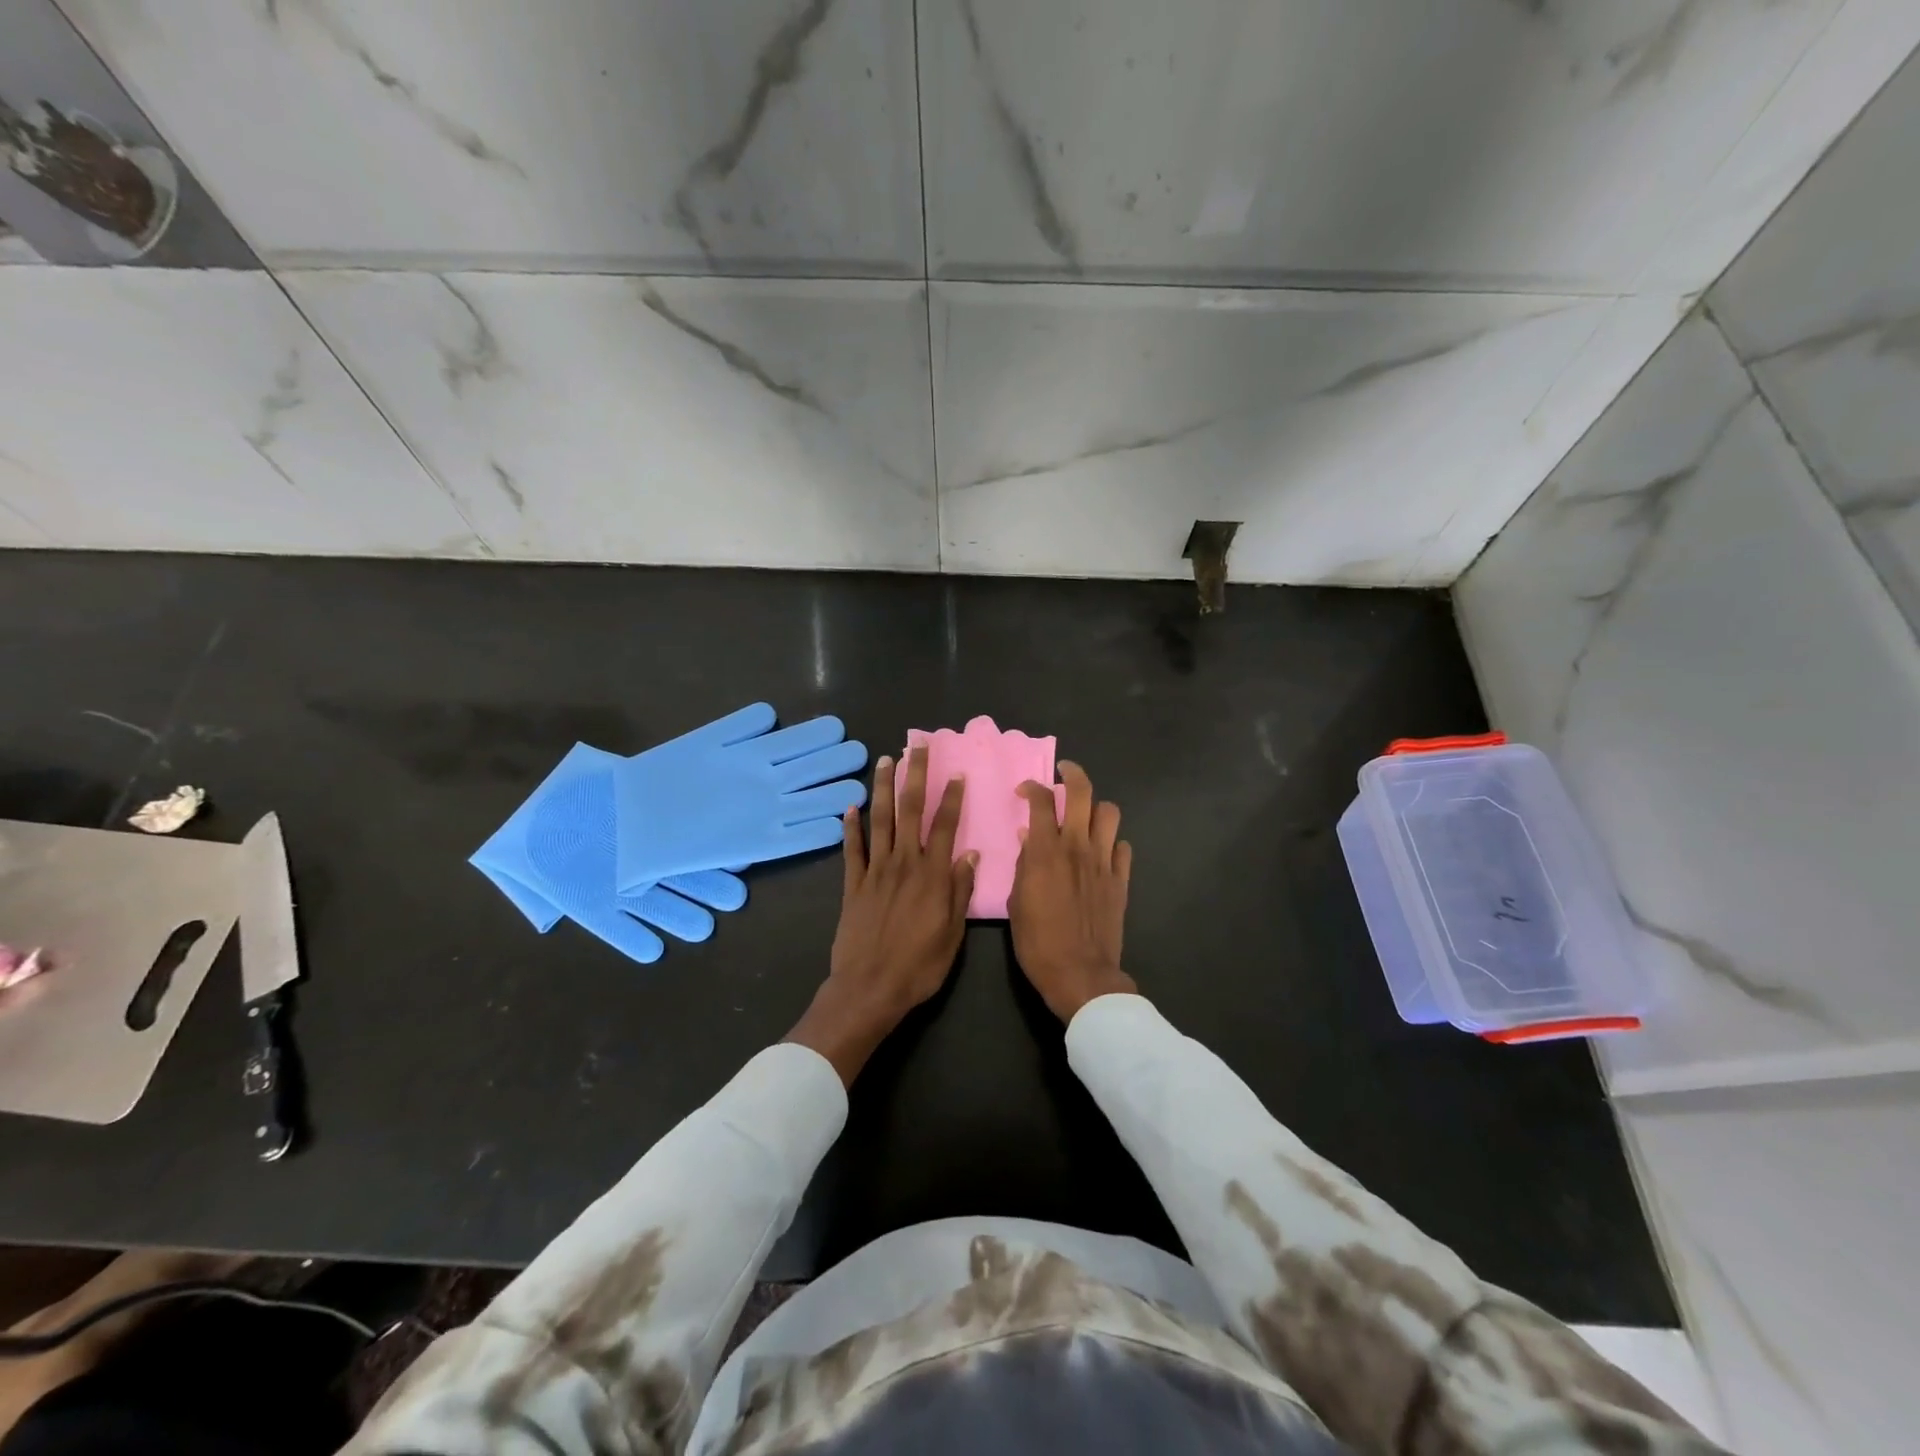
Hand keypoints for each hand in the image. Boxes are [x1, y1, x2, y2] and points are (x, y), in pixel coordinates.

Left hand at [787, 746, 975, 1084]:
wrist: (870, 988)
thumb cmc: (920, 965)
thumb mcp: (952, 933)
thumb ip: (959, 890)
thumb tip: (970, 853)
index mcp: (932, 875)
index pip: (944, 825)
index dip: (951, 797)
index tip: (955, 772)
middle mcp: (904, 864)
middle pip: (910, 811)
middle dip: (914, 776)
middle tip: (916, 747)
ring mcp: (875, 872)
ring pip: (880, 821)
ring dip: (882, 789)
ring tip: (885, 761)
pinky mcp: (852, 885)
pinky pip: (852, 849)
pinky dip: (851, 827)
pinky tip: (849, 806)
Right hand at [1009, 761, 1135, 1021]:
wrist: (1080, 974)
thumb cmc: (1037, 941)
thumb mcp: (1016, 902)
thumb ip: (1023, 865)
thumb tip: (1028, 839)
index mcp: (1046, 851)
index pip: (1043, 801)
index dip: (1033, 787)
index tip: (1025, 791)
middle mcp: (1078, 847)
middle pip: (1083, 793)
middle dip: (1072, 774)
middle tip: (1064, 772)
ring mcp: (1104, 862)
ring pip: (1109, 813)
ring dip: (1096, 808)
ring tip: (1085, 816)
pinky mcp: (1121, 880)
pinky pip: (1122, 848)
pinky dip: (1111, 843)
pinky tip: (1101, 853)